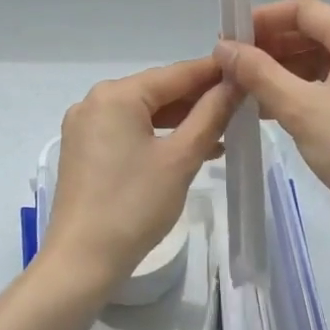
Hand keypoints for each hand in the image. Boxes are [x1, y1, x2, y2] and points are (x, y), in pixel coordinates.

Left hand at [43, 58, 240, 293]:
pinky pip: (127, 131)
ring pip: (143, 113)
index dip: (213, 72)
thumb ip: (211, 114)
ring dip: (180, 121)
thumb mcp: (181, 158)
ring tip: (222, 132)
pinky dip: (157, 136)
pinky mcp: (82, 150)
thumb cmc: (135, 205)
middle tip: (240, 104)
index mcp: (116, 95)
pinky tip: (186, 149)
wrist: (83, 259)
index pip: (175, 73)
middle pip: (157, 91)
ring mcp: (84, 126)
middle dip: (198, 99)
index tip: (247, 70)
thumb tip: (235, 83)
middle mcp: (94, 101)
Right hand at [215, 0, 329, 240]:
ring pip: (327, 60)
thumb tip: (223, 47)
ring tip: (249, 91)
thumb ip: (259, 73)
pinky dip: (308, 89)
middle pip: (316, 32)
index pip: (304, 9)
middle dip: (272, 47)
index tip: (229, 39)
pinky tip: (280, 109)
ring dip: (287, 70)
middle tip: (234, 68)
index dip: (262, 19)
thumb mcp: (301, 110)